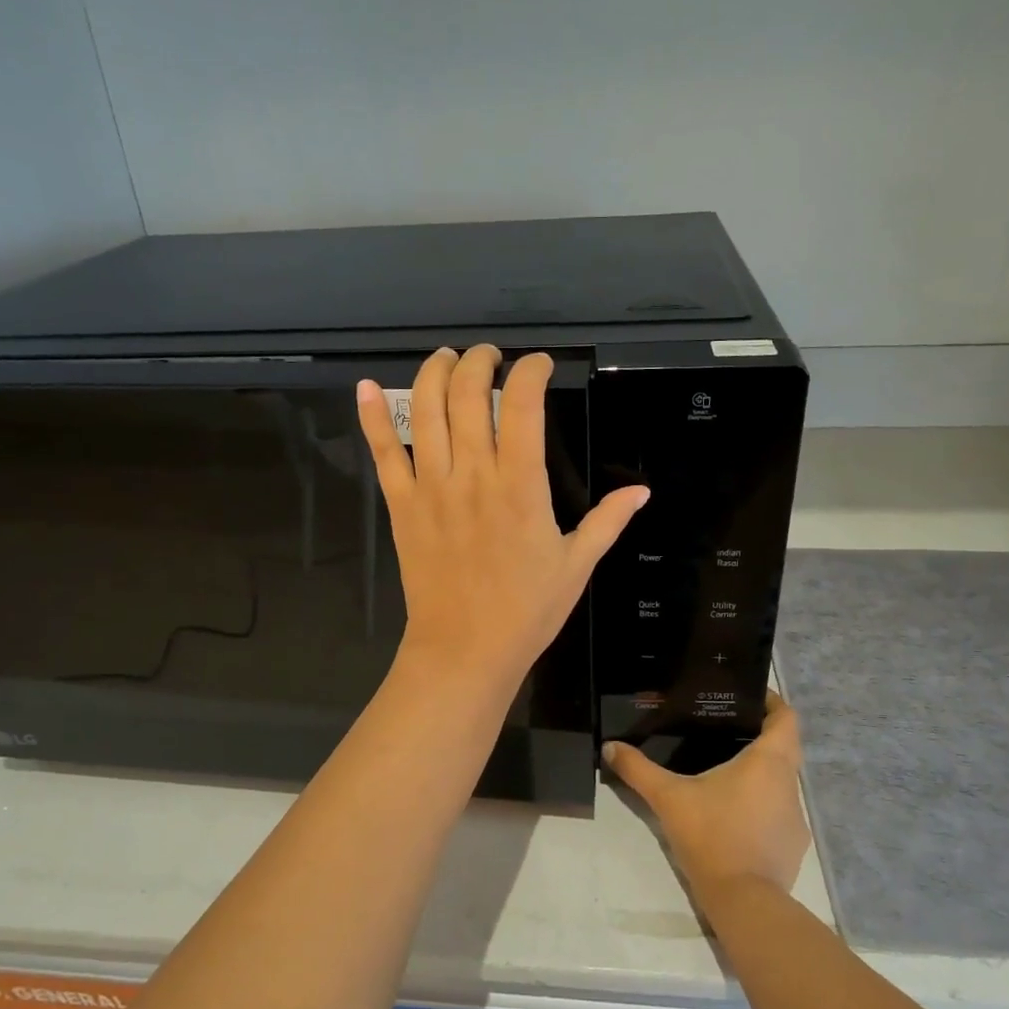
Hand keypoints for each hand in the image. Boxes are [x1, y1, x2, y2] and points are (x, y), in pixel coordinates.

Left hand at [357, 345, 649, 687]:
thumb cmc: (526, 611)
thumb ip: (607, 521)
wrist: (465, 651)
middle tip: (488, 358)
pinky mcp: (402, 506)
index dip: (530, 371)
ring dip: (433, 373)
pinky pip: (384, 453)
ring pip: (424, 411)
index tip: (538, 365)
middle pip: (467, 395)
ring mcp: (431, 488)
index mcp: (521, 486)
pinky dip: (372, 417)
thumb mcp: (577, 565)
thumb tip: (641, 491)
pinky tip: (368, 387)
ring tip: (445, 358)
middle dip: (478, 362)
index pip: (522, 404)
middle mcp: (472, 475)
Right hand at [604, 694, 809, 895]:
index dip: (771, 702)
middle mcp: (790, 784)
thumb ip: (638, 770)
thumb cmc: (711, 836)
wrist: (744, 902)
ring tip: (723, 772)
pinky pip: (778, 813)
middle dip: (759, 736)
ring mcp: (795, 818)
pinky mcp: (792, 846)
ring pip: (780, 782)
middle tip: (723, 730)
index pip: (786, 717)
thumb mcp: (668, 798)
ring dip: (759, 774)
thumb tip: (609, 747)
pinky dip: (760, 807)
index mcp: (769, 761)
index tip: (748, 696)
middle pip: (784, 748)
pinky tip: (732, 816)